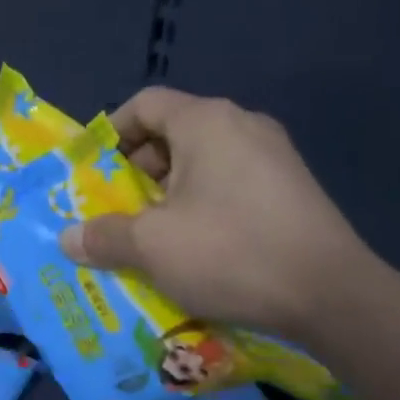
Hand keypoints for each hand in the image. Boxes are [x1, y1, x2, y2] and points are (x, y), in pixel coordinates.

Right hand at [59, 88, 374, 339]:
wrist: (331, 294)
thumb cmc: (229, 252)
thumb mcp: (152, 246)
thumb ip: (104, 235)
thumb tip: (68, 237)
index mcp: (205, 122)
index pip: (144, 104)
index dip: (111, 133)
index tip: (91, 172)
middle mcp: (242, 125)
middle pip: (172, 134)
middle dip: (136, 172)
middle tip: (117, 211)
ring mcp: (273, 156)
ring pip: (202, 162)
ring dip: (168, 194)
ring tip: (151, 236)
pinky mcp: (291, 188)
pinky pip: (230, 183)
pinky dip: (202, 205)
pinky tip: (196, 247)